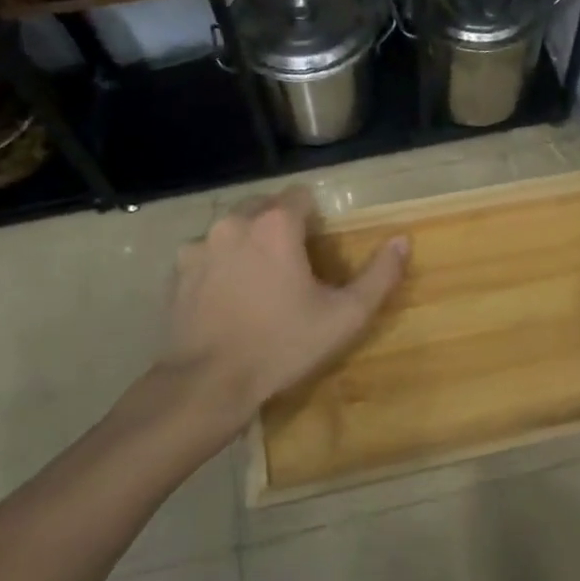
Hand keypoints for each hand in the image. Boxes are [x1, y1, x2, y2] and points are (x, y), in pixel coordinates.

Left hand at [163, 188, 408, 430]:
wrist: (207, 385)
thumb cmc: (282, 345)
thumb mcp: (345, 316)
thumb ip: (379, 275)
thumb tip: (403, 240)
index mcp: (275, 225)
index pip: (301, 195)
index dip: (314, 217)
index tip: (319, 249)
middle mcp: (234, 223)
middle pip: (264, 205)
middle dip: (280, 226)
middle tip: (294, 265)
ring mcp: (200, 245)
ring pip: (234, 227)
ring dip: (249, 242)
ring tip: (259, 281)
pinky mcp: (177, 271)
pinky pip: (207, 253)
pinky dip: (221, 264)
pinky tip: (229, 298)